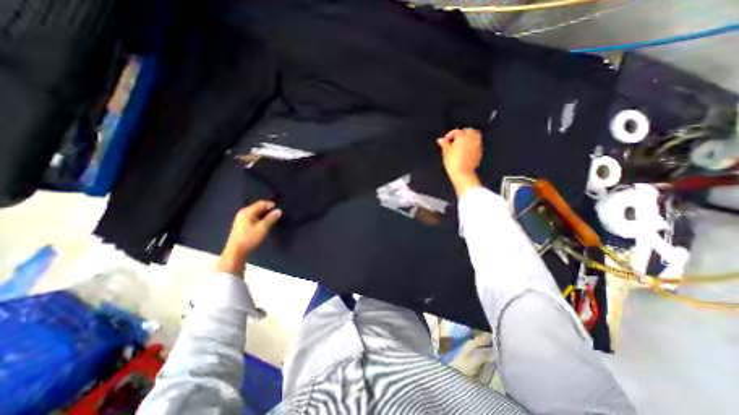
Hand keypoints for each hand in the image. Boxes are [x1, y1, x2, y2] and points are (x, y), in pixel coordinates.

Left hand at [217, 200, 282, 277]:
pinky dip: (259, 218)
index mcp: (247, 211)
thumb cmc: (250, 238)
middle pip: (258, 207)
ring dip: (264, 214)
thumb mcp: (263, 228)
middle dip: (268, 209)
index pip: (261, 203)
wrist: (236, 251)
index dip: (271, 205)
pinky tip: (263, 224)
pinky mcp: (241, 224)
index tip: (279, 210)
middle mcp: (243, 212)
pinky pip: (253, 217)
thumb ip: (271, 218)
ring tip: (271, 219)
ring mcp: (241, 218)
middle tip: (276, 215)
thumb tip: (279, 210)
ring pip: (255, 212)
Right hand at [435, 127, 482, 196]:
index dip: (449, 135)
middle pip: (469, 131)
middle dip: (462, 133)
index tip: (445, 141)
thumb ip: (444, 144)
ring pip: (475, 136)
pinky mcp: (479, 152)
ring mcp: (477, 145)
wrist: (462, 173)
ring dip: (468, 138)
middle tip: (455, 140)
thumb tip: (440, 139)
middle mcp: (472, 138)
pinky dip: (471, 144)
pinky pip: (476, 144)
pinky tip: (465, 150)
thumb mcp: (446, 152)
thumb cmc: (453, 161)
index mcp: (463, 136)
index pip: (456, 131)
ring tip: (461, 145)